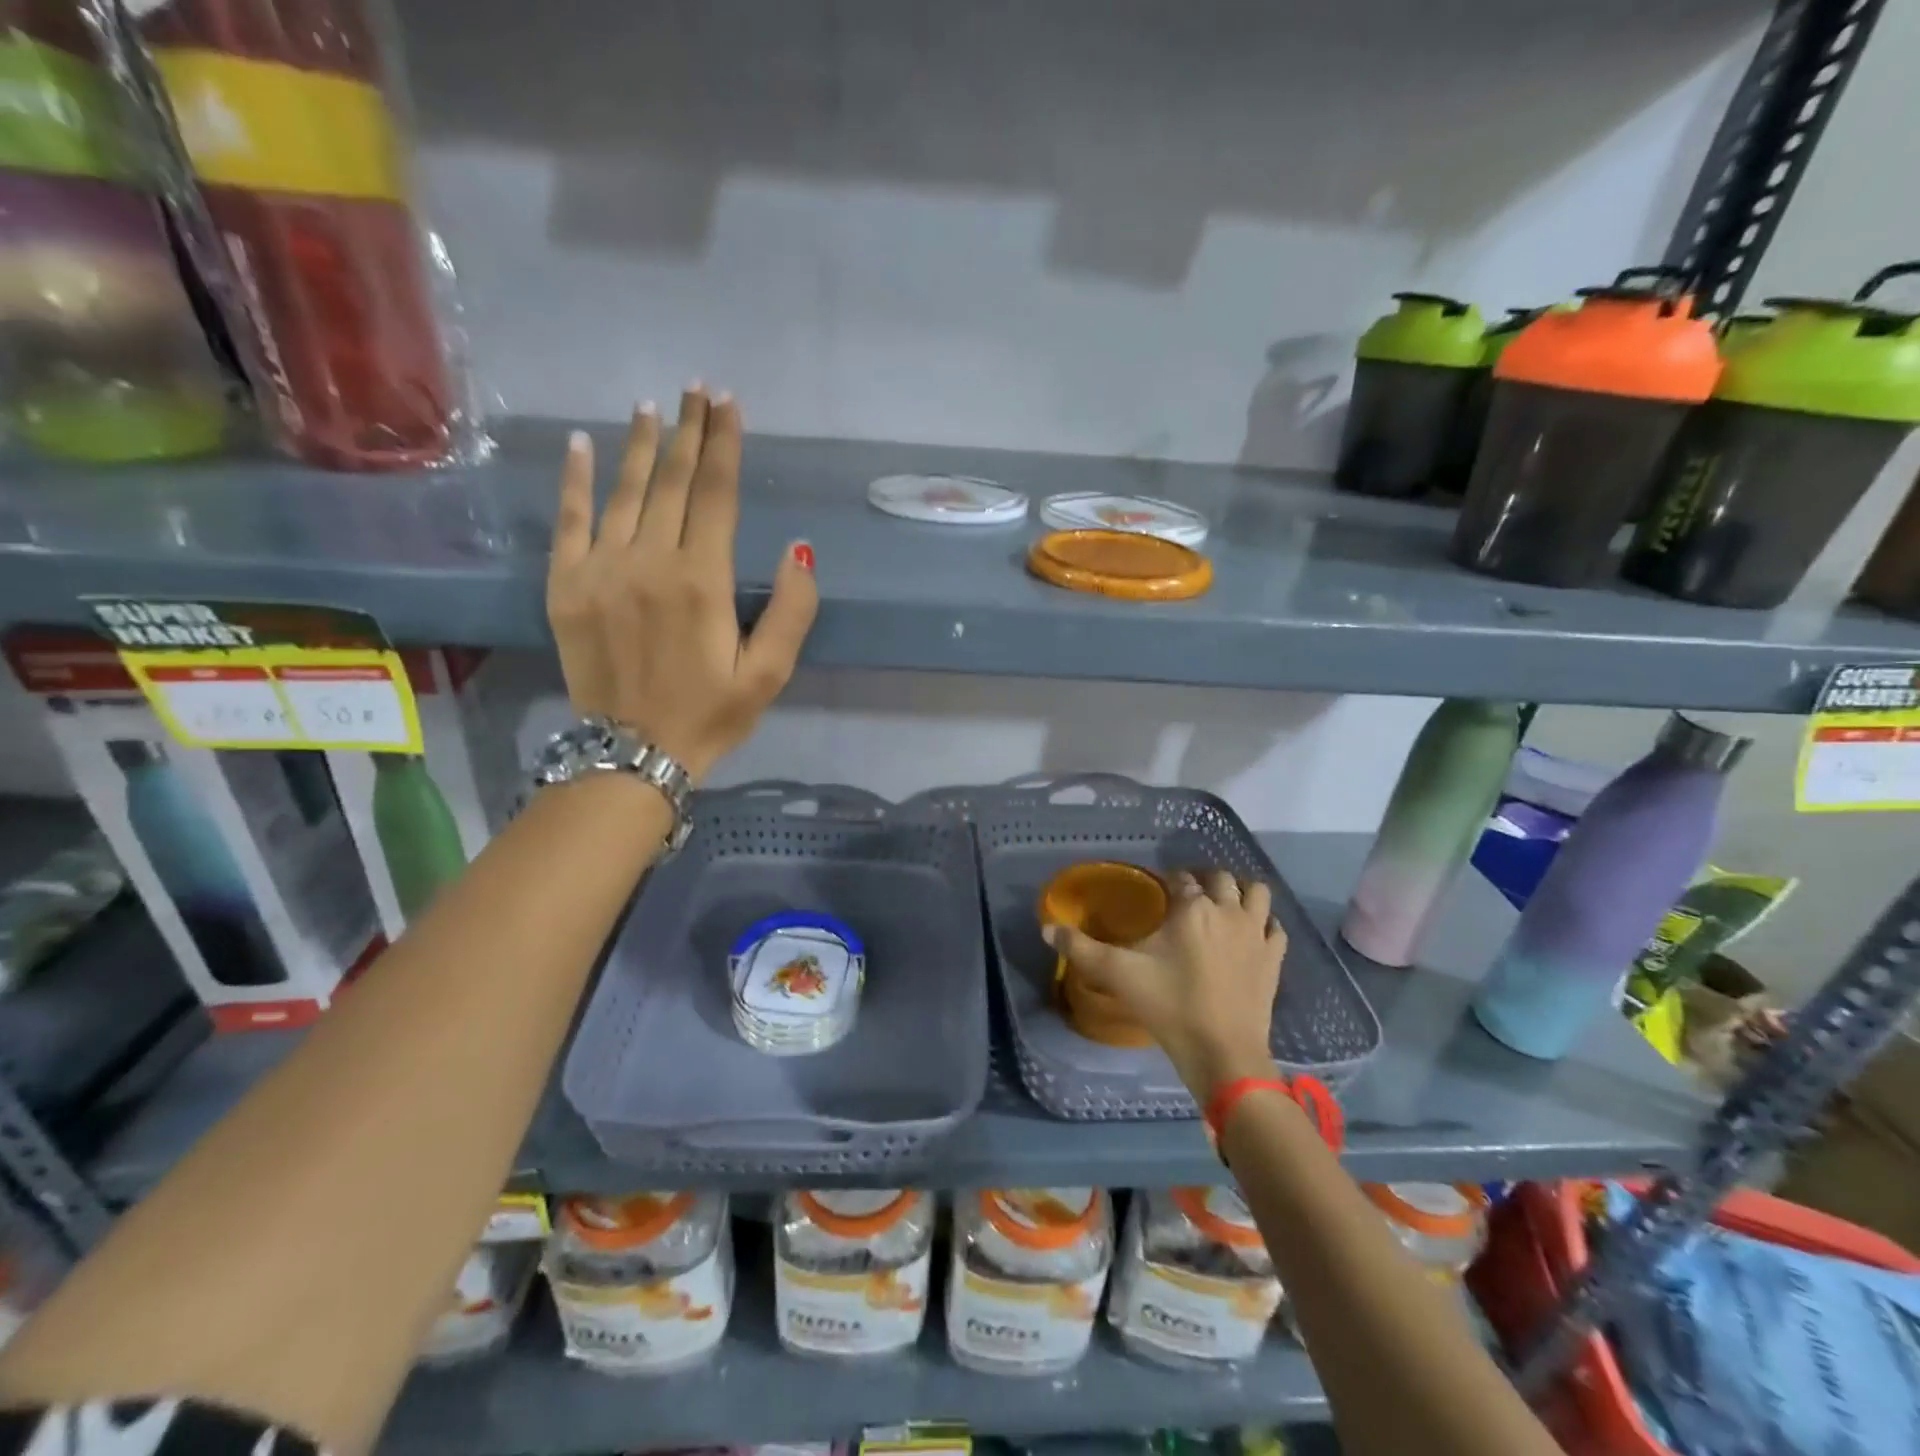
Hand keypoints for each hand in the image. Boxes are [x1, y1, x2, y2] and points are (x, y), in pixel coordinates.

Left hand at [546, 387, 817, 781]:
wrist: (631, 755)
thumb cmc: (710, 715)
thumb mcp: (769, 674)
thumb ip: (792, 610)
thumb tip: (799, 548)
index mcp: (701, 580)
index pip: (714, 494)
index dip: (723, 444)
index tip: (728, 404)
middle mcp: (648, 561)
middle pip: (671, 481)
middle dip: (687, 430)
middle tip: (697, 388)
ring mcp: (599, 569)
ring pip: (624, 491)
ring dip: (641, 444)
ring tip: (653, 405)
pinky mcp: (565, 585)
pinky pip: (569, 519)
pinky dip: (577, 479)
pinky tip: (584, 445)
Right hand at [1045, 870, 1286, 1099]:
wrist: (1223, 1053)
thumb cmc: (1169, 1006)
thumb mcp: (1118, 975)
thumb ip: (1081, 949)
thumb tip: (1046, 928)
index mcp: (1191, 908)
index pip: (1180, 878)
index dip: (1168, 881)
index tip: (1157, 891)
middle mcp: (1227, 910)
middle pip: (1220, 878)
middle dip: (1204, 880)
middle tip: (1187, 897)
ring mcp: (1256, 934)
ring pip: (1256, 893)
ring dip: (1240, 892)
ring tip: (1222, 906)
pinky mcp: (1274, 958)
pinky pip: (1274, 927)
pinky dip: (1263, 923)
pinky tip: (1250, 934)